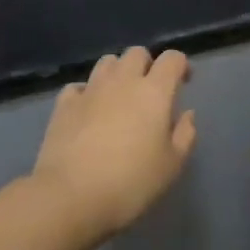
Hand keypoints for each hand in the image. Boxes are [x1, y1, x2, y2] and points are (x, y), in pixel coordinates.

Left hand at [31, 47, 196, 244]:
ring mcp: (90, 90)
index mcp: (154, 91)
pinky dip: (87, 92)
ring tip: (119, 97)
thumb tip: (186, 114)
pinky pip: (79, 86)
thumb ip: (184, 135)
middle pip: (137, 53)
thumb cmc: (130, 183)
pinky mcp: (64, 104)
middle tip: (150, 91)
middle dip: (147, 65)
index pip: (172, 58)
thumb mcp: (171, 166)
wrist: (71, 196)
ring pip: (107, 62)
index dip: (180, 65)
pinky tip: (89, 111)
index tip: (184, 82)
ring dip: (118, 73)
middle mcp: (122, 81)